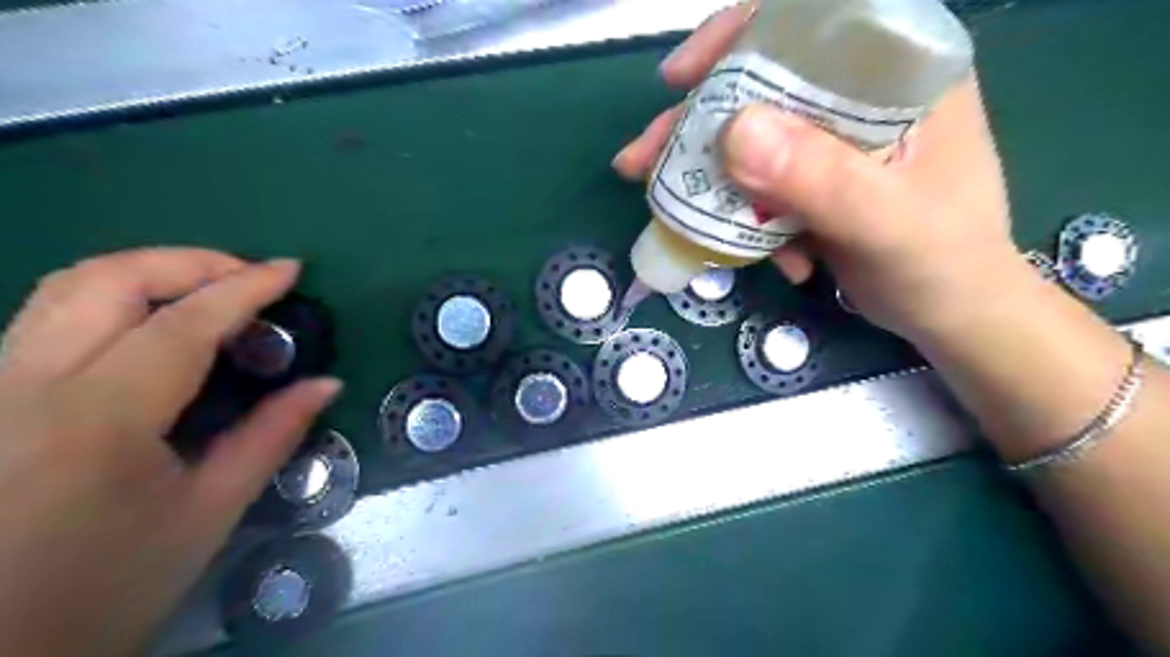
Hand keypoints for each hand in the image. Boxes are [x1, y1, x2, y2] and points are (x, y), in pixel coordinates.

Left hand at [0, 247, 344, 656]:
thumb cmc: (107, 589)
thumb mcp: (208, 513)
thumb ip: (272, 435)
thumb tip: (327, 383)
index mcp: (97, 420)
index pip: (182, 323)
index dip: (244, 287)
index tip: (291, 270)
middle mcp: (24, 386)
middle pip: (106, 279)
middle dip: (191, 262)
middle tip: (251, 280)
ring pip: (67, 288)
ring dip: (151, 274)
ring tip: (212, 294)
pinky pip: (52, 317)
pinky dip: (118, 299)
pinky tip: (159, 325)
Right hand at [617, 5, 1021, 341]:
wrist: (949, 313)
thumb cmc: (942, 262)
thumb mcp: (885, 222)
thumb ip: (819, 178)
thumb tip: (732, 132)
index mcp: (897, 72)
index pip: (809, 20)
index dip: (737, 37)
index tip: (682, 79)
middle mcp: (859, 95)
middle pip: (760, 85)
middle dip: (696, 125)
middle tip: (642, 160)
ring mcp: (831, 140)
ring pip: (749, 138)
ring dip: (707, 177)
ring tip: (669, 210)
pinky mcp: (813, 180)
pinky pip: (757, 183)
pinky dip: (744, 217)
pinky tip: (767, 256)